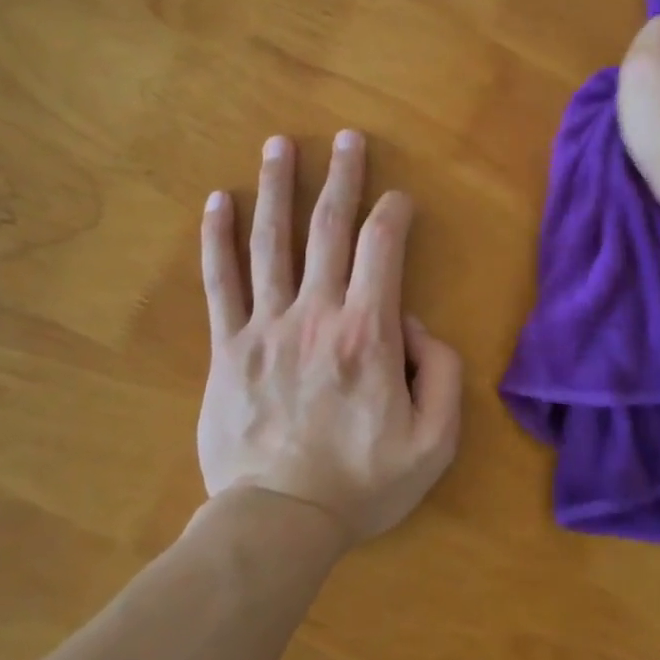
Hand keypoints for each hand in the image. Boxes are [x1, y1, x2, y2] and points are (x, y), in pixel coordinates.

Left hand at [197, 131, 462, 546]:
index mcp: (368, 333)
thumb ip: (442, 372)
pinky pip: (220, 283)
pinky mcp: (227, 348)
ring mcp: (265, 327)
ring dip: (277, 187)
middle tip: (347, 136)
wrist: (278, 522)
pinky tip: (217, 201)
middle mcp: (316, 314)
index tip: (399, 199)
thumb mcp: (435, 441)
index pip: (383, 247)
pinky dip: (218, 239)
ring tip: (280, 145)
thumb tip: (414, 323)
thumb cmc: (363, 483)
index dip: (394, 212)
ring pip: (271, 242)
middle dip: (342, 176)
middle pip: (328, 228)